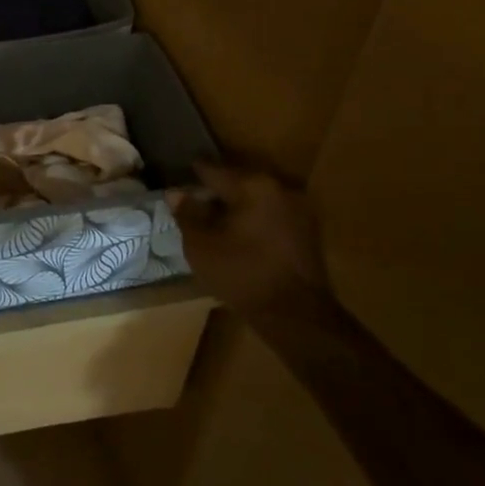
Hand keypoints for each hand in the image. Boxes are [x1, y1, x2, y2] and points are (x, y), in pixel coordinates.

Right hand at [168, 160, 331, 322]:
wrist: (296, 316)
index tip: (176, 180)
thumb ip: (187, 213)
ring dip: (237, 206)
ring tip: (216, 221)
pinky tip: (240, 235)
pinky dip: (254, 219)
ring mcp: (299, 208)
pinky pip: (272, 213)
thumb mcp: (201, 245)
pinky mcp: (308, 230)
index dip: (191, 175)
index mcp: (253, 185)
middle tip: (194, 204)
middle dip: (215, 191)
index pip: (213, 170)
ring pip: (257, 198)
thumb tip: (176, 193)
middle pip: (237, 181)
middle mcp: (280, 187)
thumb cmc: (242, 274)